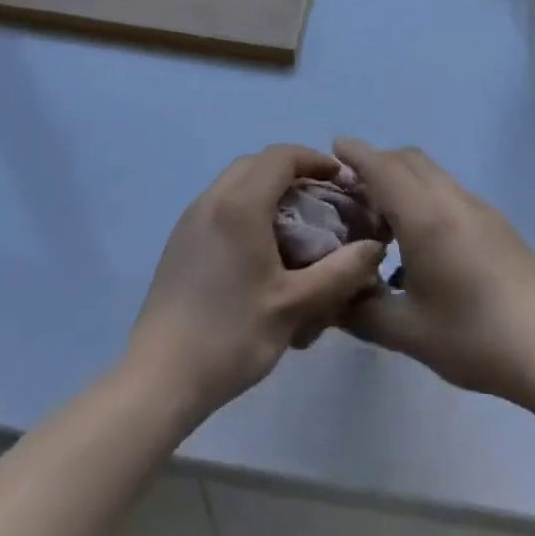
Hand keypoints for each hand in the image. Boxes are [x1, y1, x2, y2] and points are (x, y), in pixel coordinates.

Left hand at [128, 145, 386, 421]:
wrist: (159, 379)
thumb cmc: (231, 336)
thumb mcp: (295, 306)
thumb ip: (341, 272)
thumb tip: (375, 247)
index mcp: (240, 205)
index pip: (282, 156)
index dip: (315, 160)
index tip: (341, 180)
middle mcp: (212, 199)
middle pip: (257, 163)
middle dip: (292, 172)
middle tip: (320, 200)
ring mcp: (191, 218)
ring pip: (235, 181)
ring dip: (267, 189)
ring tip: (294, 223)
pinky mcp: (179, 240)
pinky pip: (219, 203)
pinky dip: (246, 206)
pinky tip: (260, 248)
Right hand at [336, 138, 534, 407]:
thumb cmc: (473, 337)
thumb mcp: (407, 332)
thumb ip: (361, 310)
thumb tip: (332, 298)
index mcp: (424, 217)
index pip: (383, 167)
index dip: (356, 153)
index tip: (334, 147)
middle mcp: (451, 199)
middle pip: (408, 159)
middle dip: (378, 163)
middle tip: (353, 192)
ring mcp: (478, 207)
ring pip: (432, 173)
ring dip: (404, 179)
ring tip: (384, 220)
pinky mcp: (496, 221)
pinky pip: (450, 190)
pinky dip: (425, 195)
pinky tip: (422, 242)